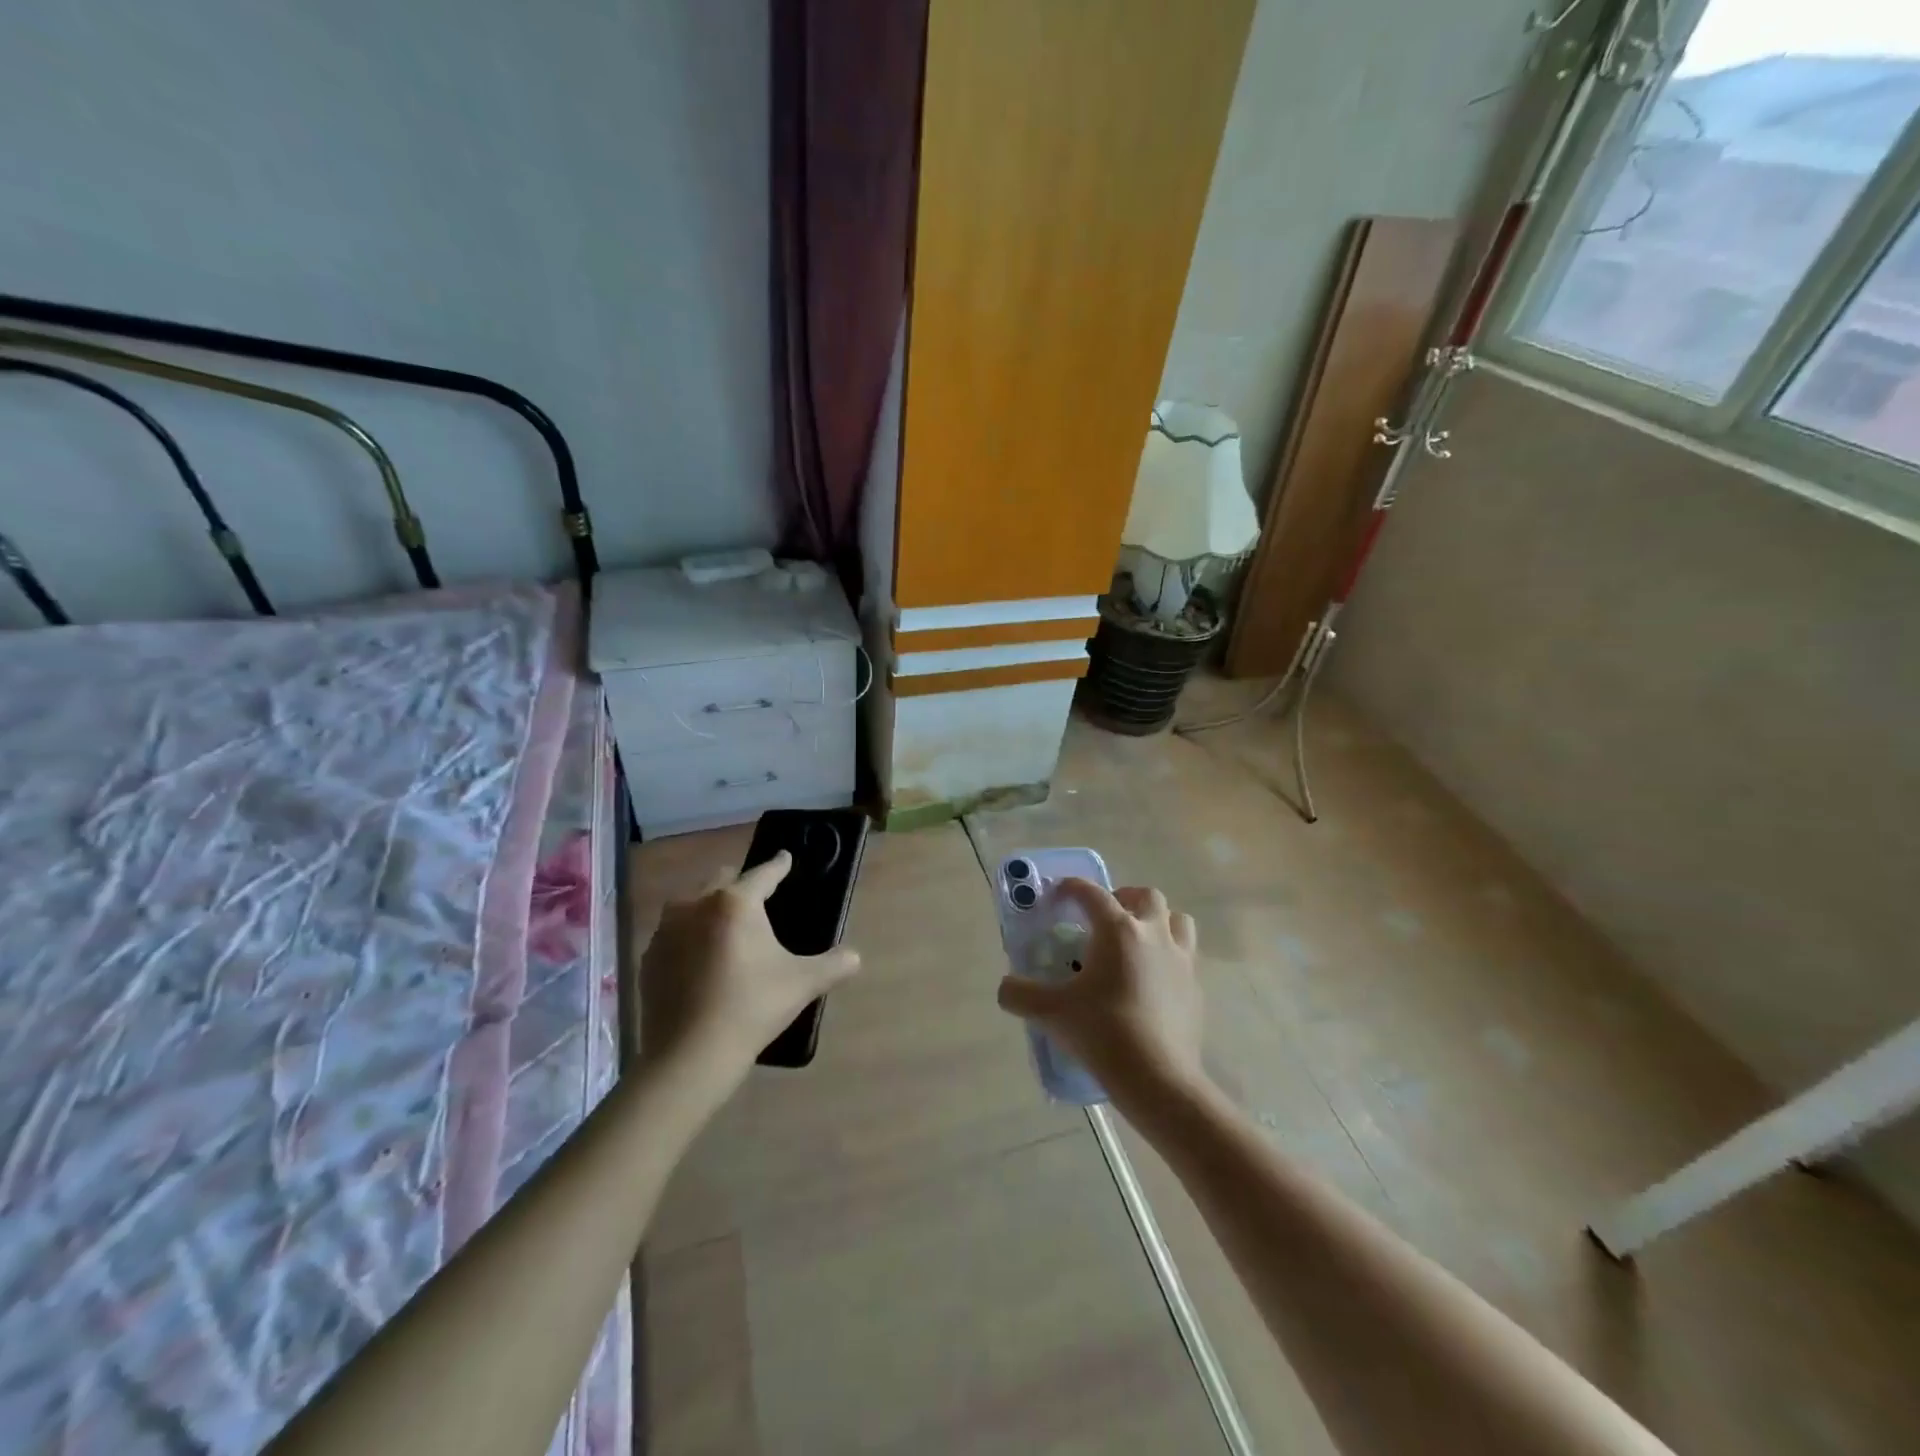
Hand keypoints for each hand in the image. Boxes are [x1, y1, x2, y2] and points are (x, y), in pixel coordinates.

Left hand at [639, 851, 860, 1094]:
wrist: (689, 1056)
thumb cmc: (751, 1008)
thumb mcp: (802, 984)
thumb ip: (834, 965)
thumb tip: (855, 958)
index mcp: (735, 903)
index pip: (763, 874)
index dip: (778, 866)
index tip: (785, 858)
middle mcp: (695, 904)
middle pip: (721, 880)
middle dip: (739, 883)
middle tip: (757, 898)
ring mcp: (666, 930)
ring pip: (691, 902)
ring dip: (708, 906)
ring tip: (725, 926)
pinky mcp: (649, 957)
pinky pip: (673, 933)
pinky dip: (688, 935)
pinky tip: (700, 958)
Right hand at [995, 879, 1205, 1108]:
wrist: (1157, 1078)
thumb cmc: (1103, 1032)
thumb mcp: (1050, 1013)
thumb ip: (1020, 994)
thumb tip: (1006, 987)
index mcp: (1118, 930)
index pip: (1092, 893)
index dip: (1072, 888)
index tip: (1058, 894)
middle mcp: (1154, 934)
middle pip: (1146, 896)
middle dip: (1124, 898)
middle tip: (1105, 919)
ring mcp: (1181, 960)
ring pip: (1177, 920)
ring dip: (1158, 921)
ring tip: (1138, 940)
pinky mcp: (1195, 988)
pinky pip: (1186, 957)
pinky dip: (1169, 957)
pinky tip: (1152, 981)